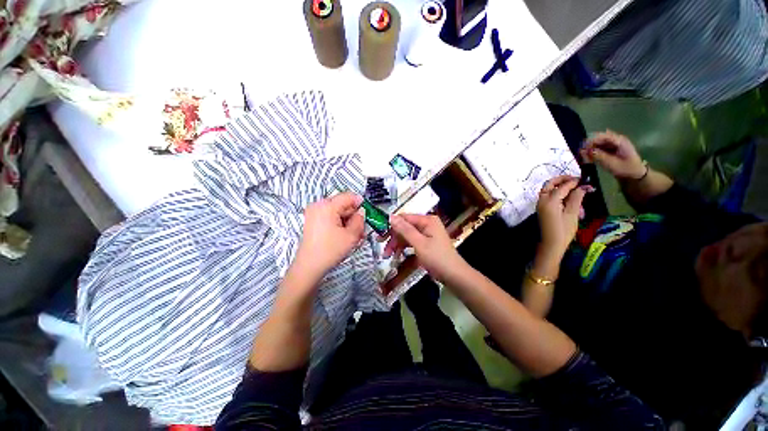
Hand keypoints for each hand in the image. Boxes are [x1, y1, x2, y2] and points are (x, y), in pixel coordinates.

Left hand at [295, 192, 364, 279]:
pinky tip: (344, 238)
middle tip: (362, 230)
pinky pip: (328, 218)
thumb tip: (362, 212)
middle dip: (353, 216)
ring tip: (354, 237)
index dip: (361, 204)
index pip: (348, 197)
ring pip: (336, 212)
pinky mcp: (311, 222)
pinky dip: (338, 225)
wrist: (309, 266)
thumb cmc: (330, 250)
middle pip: (342, 204)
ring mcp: (313, 213)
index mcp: (327, 205)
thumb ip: (360, 220)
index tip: (368, 214)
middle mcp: (318, 205)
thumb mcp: (351, 236)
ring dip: (347, 222)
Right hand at [384, 214, 467, 281]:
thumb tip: (390, 217)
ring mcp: (429, 235)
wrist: (454, 275)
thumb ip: (405, 230)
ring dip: (397, 245)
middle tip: (383, 251)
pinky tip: (398, 257)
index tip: (379, 237)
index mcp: (428, 220)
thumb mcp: (419, 244)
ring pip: (408, 237)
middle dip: (393, 238)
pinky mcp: (428, 245)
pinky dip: (405, 250)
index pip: (404, 218)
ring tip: (388, 257)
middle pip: (405, 227)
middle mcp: (428, 225)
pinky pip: (413, 244)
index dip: (391, 226)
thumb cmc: (437, 258)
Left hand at [537, 176, 589, 257]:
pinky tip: (568, 199)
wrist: (551, 249)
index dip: (575, 182)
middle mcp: (542, 199)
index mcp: (550, 199)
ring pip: (549, 189)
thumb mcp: (572, 214)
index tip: (585, 180)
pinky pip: (549, 196)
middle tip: (576, 181)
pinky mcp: (542, 210)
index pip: (564, 186)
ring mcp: (540, 204)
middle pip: (552, 183)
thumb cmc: (563, 233)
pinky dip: (557, 194)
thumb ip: (577, 197)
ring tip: (573, 189)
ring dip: (560, 186)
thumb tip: (583, 186)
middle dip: (564, 180)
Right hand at [580, 130, 646, 180]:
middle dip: (591, 144)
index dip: (592, 140)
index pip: (602, 136)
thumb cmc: (628, 171)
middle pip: (601, 139)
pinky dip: (597, 153)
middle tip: (581, 152)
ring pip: (602, 144)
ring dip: (593, 149)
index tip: (583, 147)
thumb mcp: (614, 165)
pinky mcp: (615, 152)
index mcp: (619, 140)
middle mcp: (617, 140)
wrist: (639, 179)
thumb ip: (600, 157)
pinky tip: (591, 158)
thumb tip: (585, 152)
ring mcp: (617, 146)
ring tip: (584, 156)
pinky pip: (604, 149)